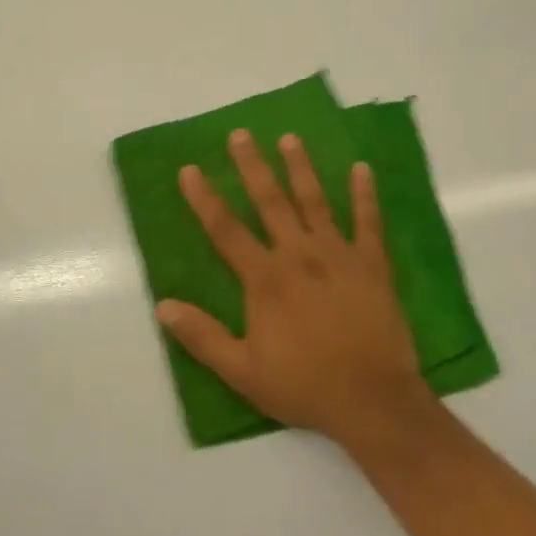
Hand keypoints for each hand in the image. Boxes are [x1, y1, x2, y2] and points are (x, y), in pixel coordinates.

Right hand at [156, 130, 435, 448]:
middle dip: (253, 166)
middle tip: (241, 134)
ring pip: (315, 201)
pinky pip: (368, 222)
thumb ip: (202, 337)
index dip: (204, 198)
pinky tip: (361, 168)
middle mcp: (299, 255)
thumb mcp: (243, 371)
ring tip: (290, 138)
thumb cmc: (305, 386)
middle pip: (270, 202)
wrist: (373, 401)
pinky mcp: (372, 264)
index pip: (226, 230)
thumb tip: (162, 306)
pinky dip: (365, 195)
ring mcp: (339, 255)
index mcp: (265, 279)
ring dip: (301, 168)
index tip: (189, 169)